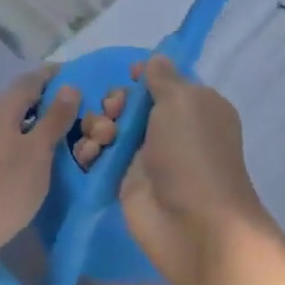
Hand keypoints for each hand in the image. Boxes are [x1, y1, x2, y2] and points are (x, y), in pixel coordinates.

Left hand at [0, 66, 80, 266]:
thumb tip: (69, 86)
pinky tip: (41, 155)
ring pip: (14, 120)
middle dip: (50, 98)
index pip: (31, 79)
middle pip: (21, 98)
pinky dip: (27, 138)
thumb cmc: (4, 189)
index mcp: (1, 109)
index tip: (82, 76)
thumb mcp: (37, 152)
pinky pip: (7, 138)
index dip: (56, 74)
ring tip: (67, 130)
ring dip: (39, 120)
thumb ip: (54, 118)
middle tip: (81, 107)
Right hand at [79, 56, 278, 284]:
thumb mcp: (183, 101)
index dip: (142, 77)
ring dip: (98, 125)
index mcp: (194, 106)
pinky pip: (99, 156)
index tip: (129, 77)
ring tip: (102, 139)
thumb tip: (155, 60)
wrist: (194, 225)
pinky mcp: (125, 181)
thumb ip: (163, 77)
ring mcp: (146, 156)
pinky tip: (90, 156)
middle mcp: (171, 128)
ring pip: (110, 127)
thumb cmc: (193, 154)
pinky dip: (90, 152)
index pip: (162, 81)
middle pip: (130, 102)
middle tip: (114, 112)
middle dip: (114, 101)